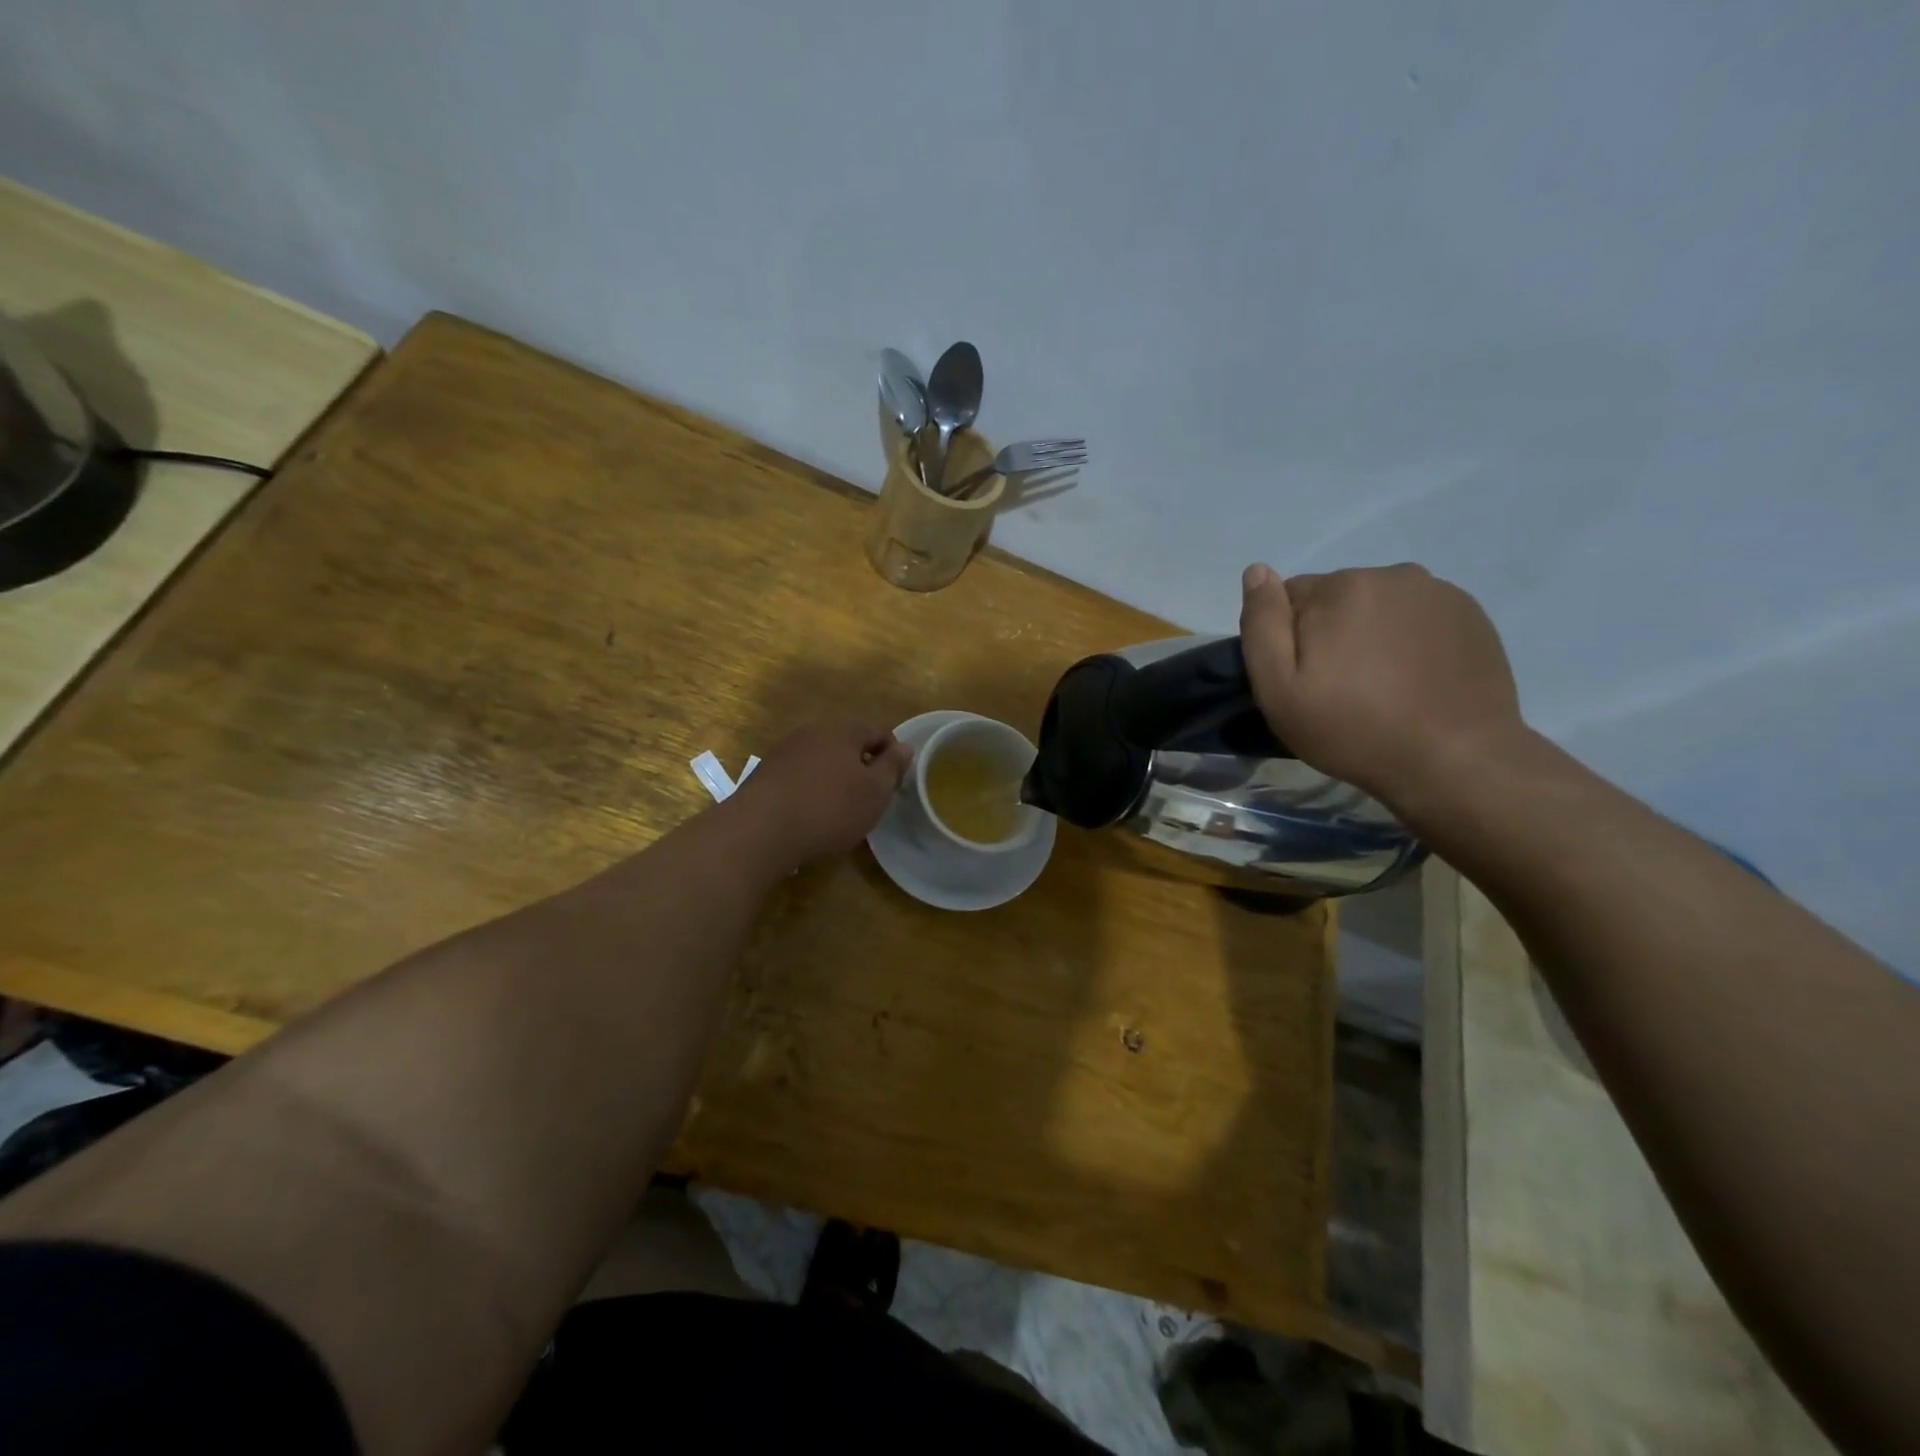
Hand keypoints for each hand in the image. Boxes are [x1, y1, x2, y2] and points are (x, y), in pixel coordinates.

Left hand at [728, 721, 912, 869]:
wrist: (759, 831)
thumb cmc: (829, 808)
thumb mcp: (874, 792)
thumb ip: (892, 767)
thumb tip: (905, 747)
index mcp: (842, 730)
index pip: (878, 729)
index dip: (893, 752)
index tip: (895, 781)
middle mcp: (812, 732)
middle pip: (847, 742)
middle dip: (862, 765)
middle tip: (870, 797)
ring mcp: (784, 752)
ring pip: (821, 759)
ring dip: (835, 778)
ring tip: (840, 809)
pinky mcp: (765, 775)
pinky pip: (799, 776)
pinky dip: (811, 789)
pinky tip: (811, 815)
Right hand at [1239, 562, 1523, 804]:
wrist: (1454, 761)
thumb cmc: (1352, 729)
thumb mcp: (1279, 689)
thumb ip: (1262, 624)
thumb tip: (1257, 571)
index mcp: (1340, 587)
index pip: (1290, 596)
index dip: (1288, 639)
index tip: (1304, 678)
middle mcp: (1391, 574)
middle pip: (1336, 597)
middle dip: (1331, 631)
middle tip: (1341, 686)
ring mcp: (1438, 592)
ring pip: (1378, 605)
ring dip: (1370, 633)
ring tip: (1381, 684)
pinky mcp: (1470, 615)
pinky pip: (1418, 616)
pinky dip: (1408, 639)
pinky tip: (1414, 679)